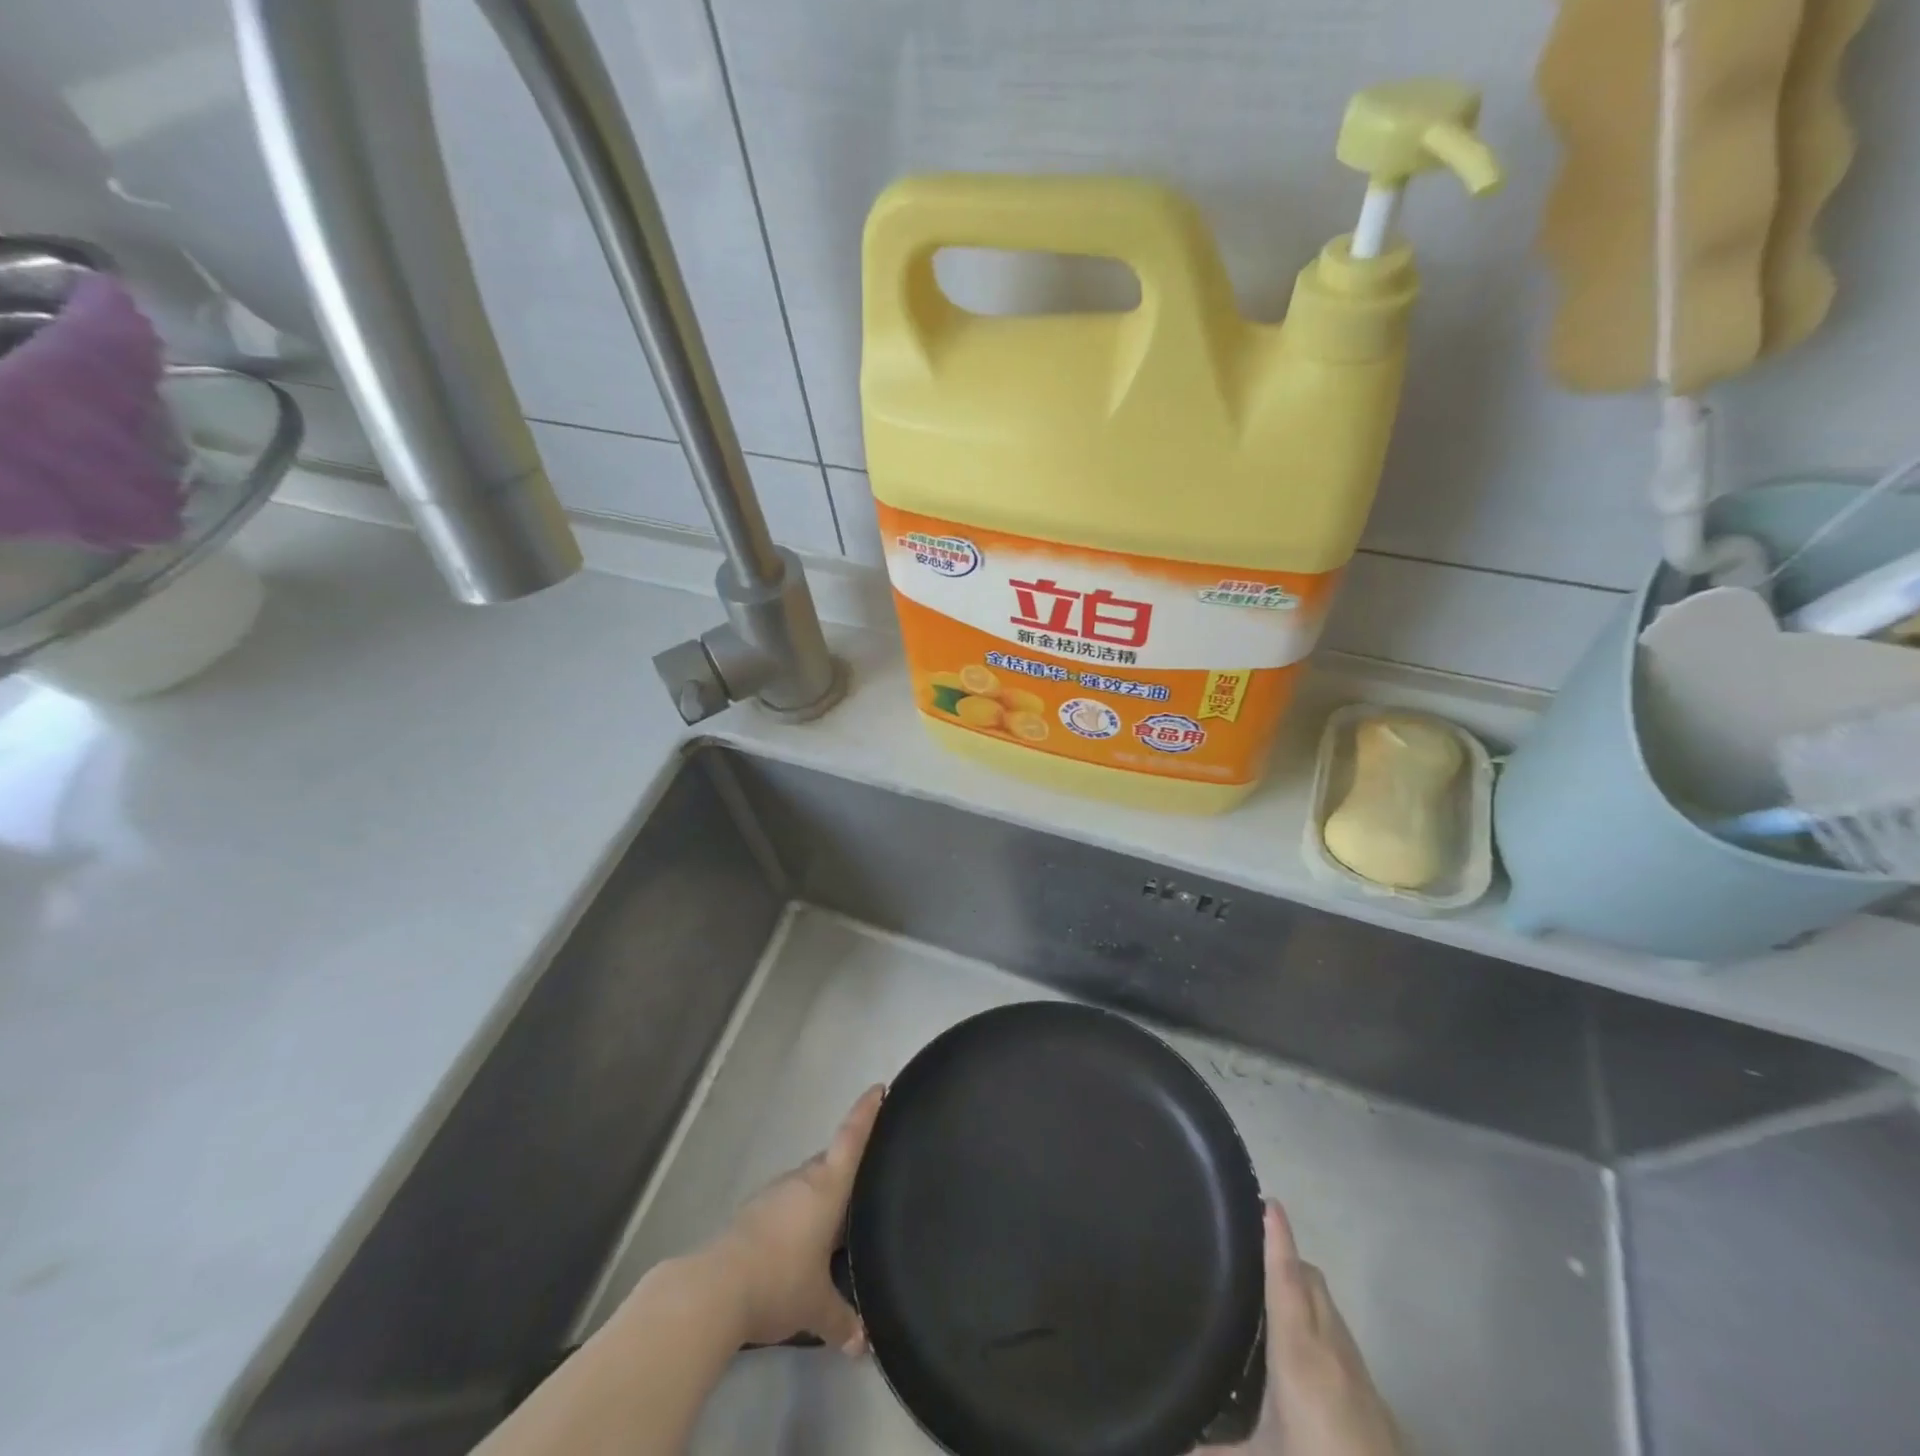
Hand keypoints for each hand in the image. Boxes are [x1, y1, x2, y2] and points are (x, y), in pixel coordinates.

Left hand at [702, 1084, 883, 1350]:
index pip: (852, 1138)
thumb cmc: (780, 1281)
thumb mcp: (817, 1307)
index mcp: (826, 1187)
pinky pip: (785, 1206)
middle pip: (829, 1162)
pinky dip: (796, 1217)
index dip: (867, 1112)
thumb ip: (842, 1320)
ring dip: (819, 1198)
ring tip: (834, 1225)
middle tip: (865, 1183)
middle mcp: (801, 1181)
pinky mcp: (751, 1215)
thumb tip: (864, 1344)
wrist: (715, 1290)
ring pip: (805, 1186)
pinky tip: (798, 1246)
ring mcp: (773, 1195)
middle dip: (845, 1169)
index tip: (878, 1088)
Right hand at [1205, 1200, 1405, 1455]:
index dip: (1277, 1238)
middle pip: (1313, 1281)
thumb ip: (1213, 1452)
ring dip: (1304, 1290)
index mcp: (1299, 1353)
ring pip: (1330, 1308)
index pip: (1287, 1278)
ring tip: (1270, 1296)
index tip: (1269, 1202)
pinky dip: (1320, 1325)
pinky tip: (1302, 1355)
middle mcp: (1332, 1350)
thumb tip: (1168, 1444)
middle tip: (1249, 1248)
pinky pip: (1342, 1339)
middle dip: (1286, 1255)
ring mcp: (1360, 1374)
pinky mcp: (1376, 1400)